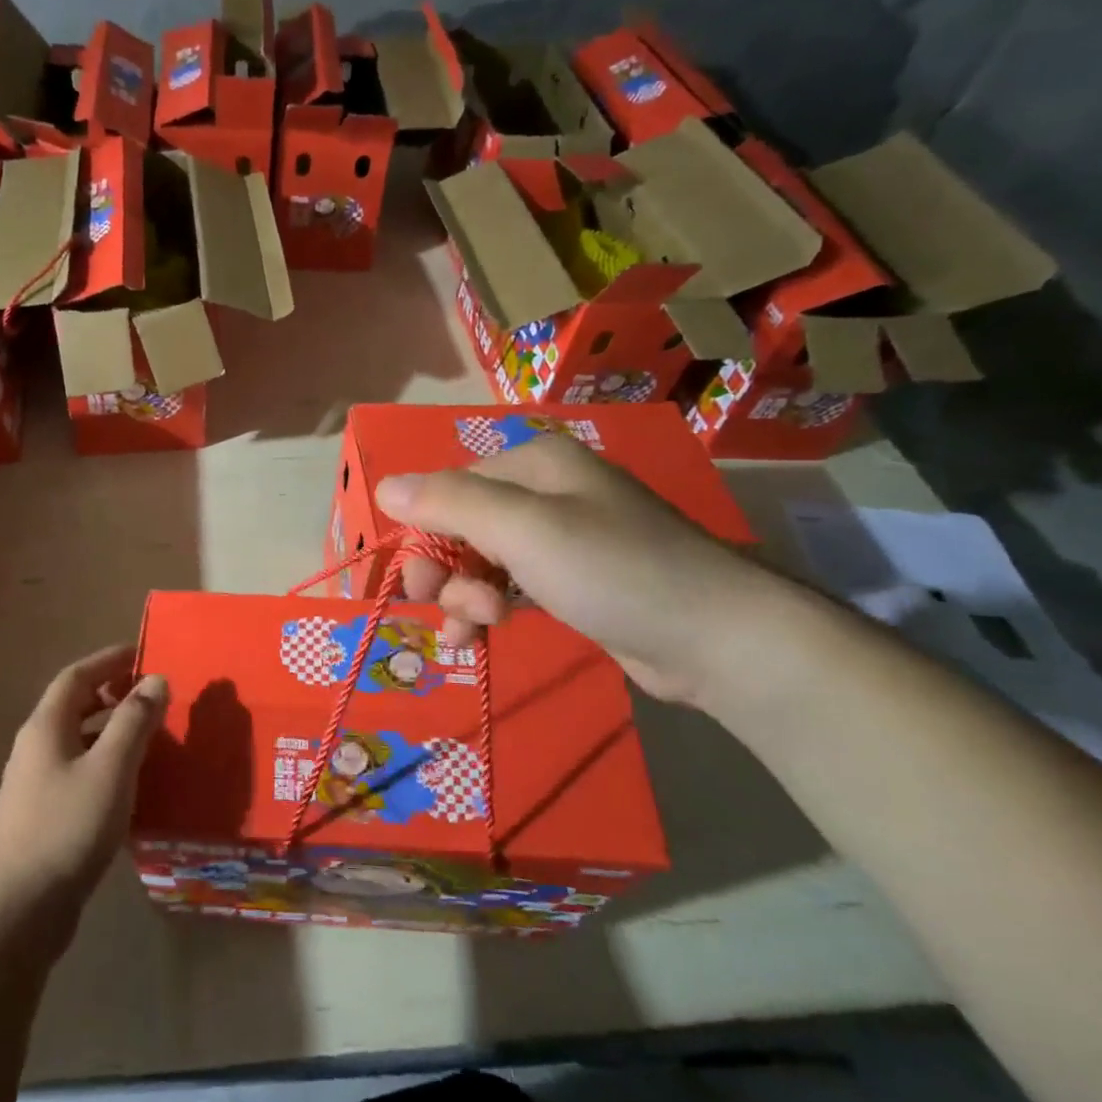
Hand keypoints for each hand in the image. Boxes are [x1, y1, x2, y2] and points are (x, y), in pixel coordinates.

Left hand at [0, 645, 168, 960]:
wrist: (18, 910)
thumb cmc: (67, 828)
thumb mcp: (111, 768)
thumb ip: (135, 721)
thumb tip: (155, 679)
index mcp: (46, 726)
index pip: (76, 676)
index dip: (108, 660)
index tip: (142, 653)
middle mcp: (36, 747)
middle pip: (75, 705)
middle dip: (113, 693)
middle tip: (153, 694)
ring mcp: (36, 783)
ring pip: (79, 740)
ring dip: (112, 729)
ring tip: (151, 735)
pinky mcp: (44, 815)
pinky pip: (80, 770)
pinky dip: (107, 762)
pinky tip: (133, 783)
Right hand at [377, 433, 784, 706]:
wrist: (717, 638)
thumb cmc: (613, 570)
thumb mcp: (523, 529)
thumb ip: (448, 503)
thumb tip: (384, 487)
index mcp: (531, 464)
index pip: (447, 490)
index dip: (424, 538)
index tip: (419, 587)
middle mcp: (542, 491)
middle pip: (460, 527)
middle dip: (447, 573)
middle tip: (457, 614)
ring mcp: (559, 538)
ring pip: (480, 561)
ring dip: (466, 597)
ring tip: (480, 631)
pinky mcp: (571, 580)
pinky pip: (507, 586)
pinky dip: (489, 609)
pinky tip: (483, 636)